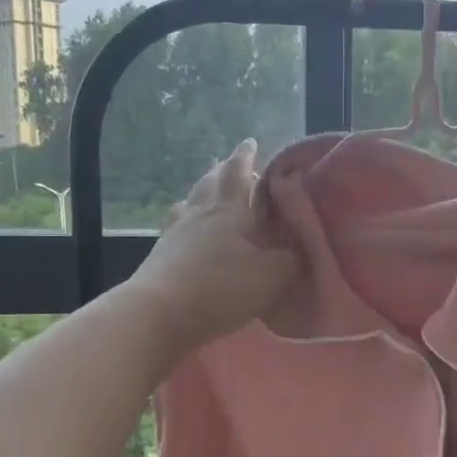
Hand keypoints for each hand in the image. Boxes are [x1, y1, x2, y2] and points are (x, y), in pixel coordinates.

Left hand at [129, 139, 299, 354]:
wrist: (158, 314)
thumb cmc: (221, 288)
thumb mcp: (272, 276)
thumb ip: (291, 260)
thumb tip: (298, 250)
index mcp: (230, 211)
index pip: (239, 174)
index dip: (245, 157)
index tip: (250, 141)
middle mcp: (200, 215)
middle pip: (210, 183)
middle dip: (222, 171)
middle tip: (229, 164)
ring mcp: (175, 235)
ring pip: (189, 203)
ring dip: (200, 194)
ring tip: (206, 193)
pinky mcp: (159, 258)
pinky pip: (176, 229)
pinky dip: (185, 224)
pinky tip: (187, 233)